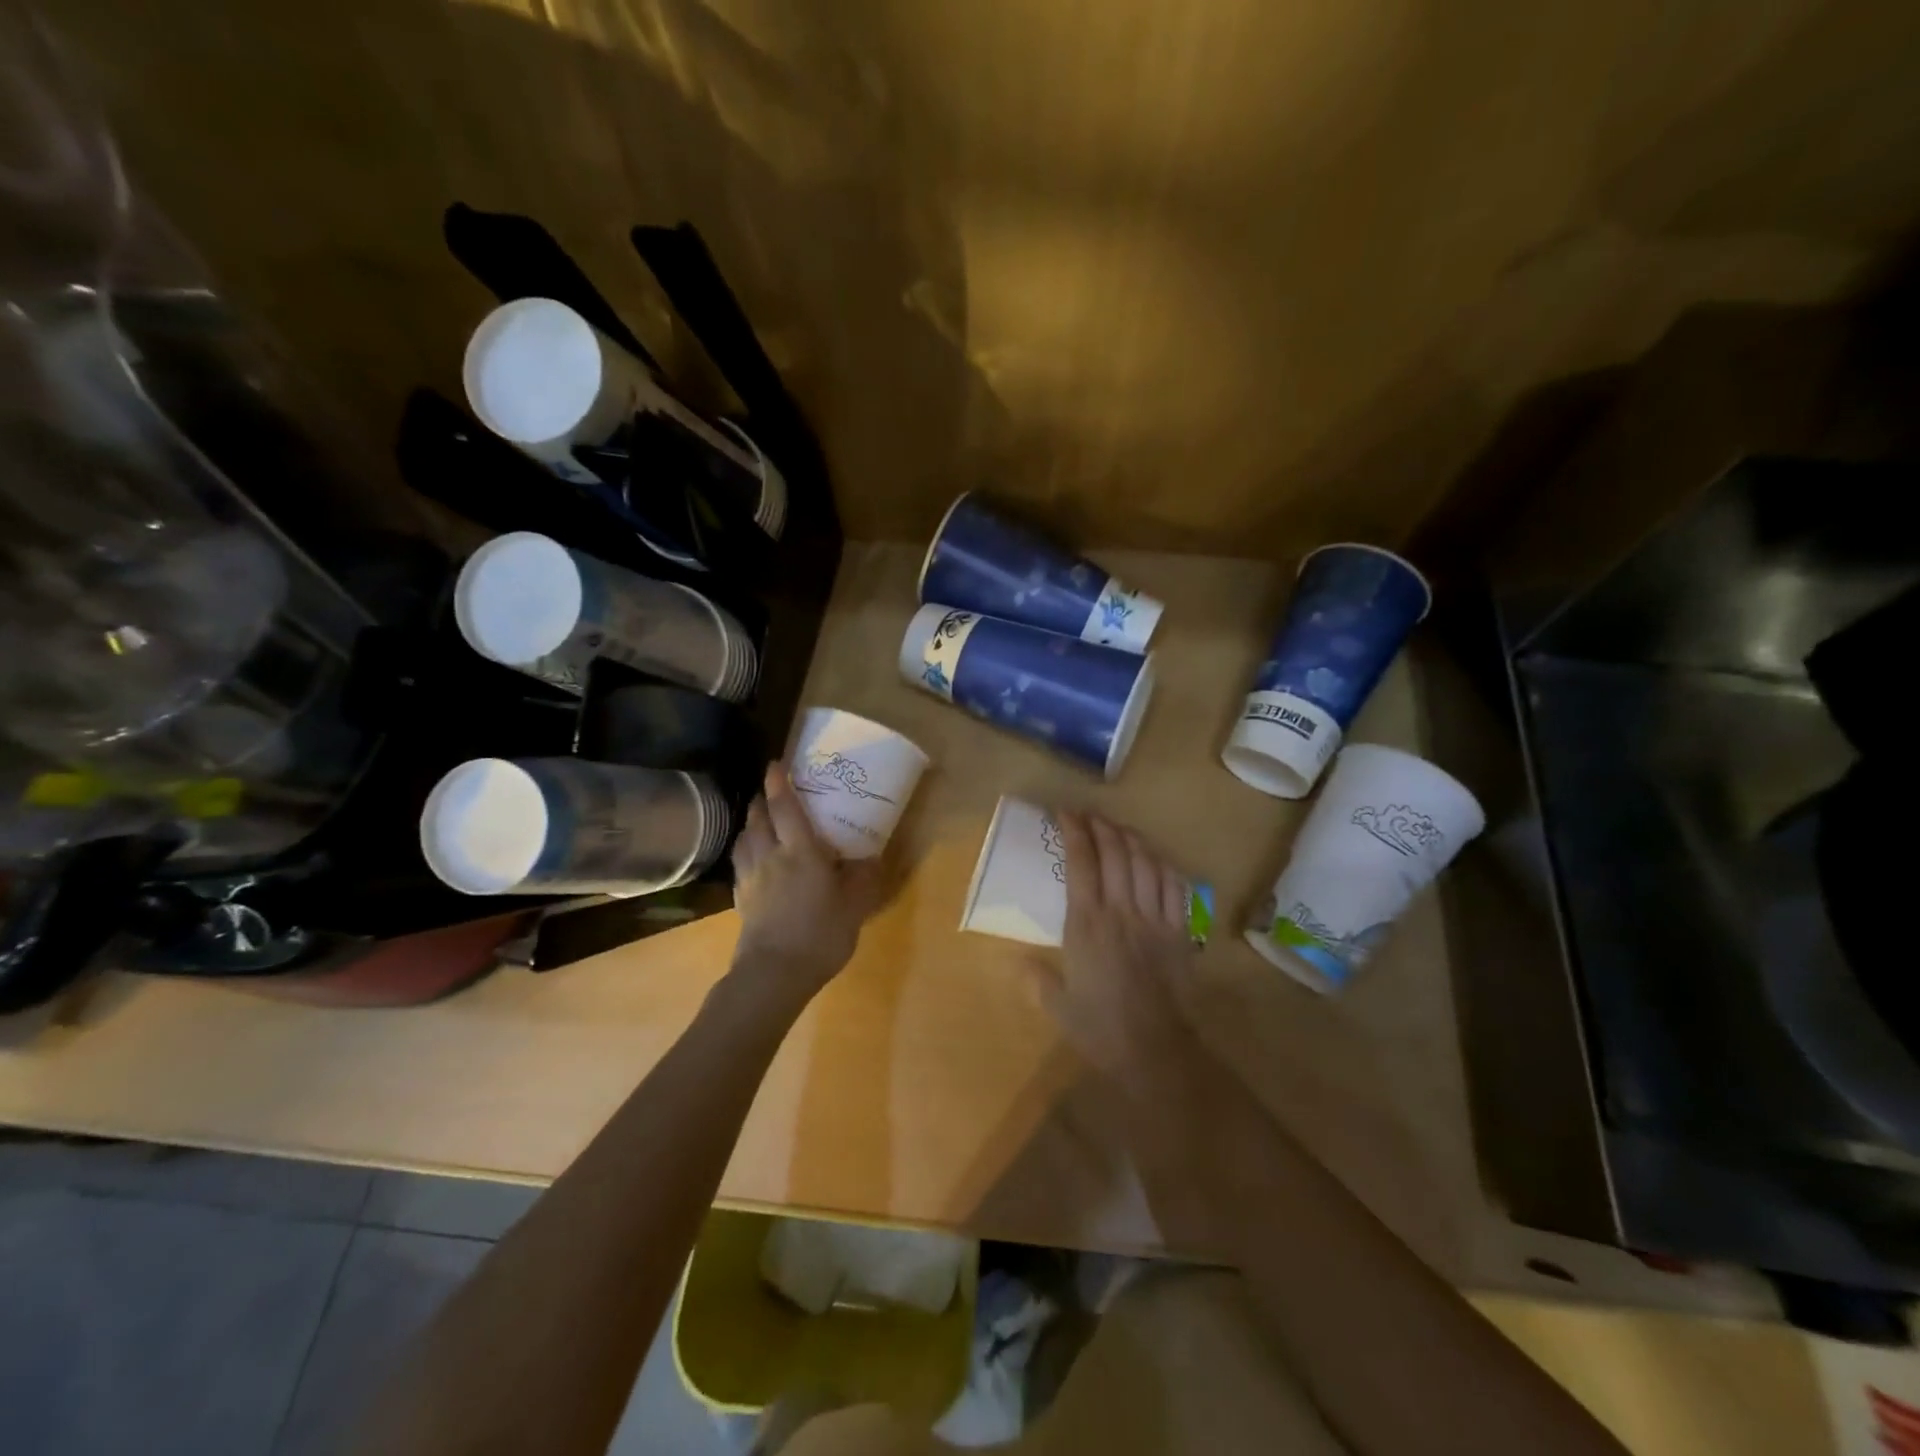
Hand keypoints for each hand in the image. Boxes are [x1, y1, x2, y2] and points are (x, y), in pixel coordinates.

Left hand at [730, 762, 884, 999]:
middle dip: (763, 799)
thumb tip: (873, 857)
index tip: (777, 763)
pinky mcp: (741, 898)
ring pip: (745, 837)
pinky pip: (740, 862)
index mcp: (800, 851)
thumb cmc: (819, 934)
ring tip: (761, 820)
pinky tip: (753, 858)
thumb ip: (863, 879)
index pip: (786, 807)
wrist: (774, 975)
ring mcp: (751, 877)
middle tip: (772, 790)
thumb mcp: (854, 907)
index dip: (780, 782)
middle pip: (759, 817)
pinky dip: (746, 849)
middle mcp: (771, 856)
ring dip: (752, 822)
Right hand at [1025, 810, 1197, 1079]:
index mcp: (1086, 924)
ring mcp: (1153, 918)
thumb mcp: (1057, 1005)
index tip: (1065, 813)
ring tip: (1119, 828)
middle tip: (1090, 814)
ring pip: (1145, 863)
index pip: (1081, 863)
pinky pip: (1174, 886)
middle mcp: (1120, 911)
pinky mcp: (1179, 931)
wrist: (1155, 1050)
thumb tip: (1019, 962)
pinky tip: (1154, 858)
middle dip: (1102, 826)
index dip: (1074, 832)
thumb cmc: (1100, 1028)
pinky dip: (1162, 864)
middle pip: (1115, 853)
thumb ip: (1036, 979)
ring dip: (1131, 838)